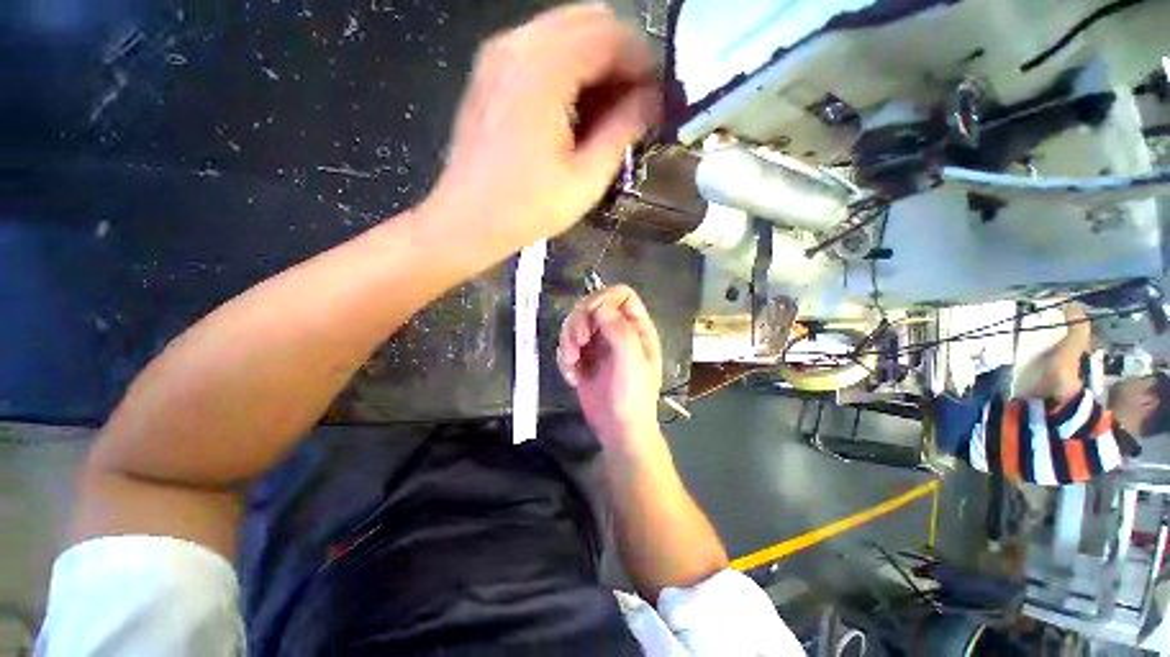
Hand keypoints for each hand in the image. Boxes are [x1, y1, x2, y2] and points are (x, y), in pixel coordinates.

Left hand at [424, 4, 659, 261]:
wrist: (467, 221)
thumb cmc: (527, 208)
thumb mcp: (586, 178)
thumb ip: (623, 130)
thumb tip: (652, 101)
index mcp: (544, 69)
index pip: (612, 35)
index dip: (644, 63)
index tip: (657, 97)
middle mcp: (518, 45)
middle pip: (589, 21)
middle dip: (621, 58)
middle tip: (634, 104)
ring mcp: (498, 55)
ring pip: (564, 32)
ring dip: (595, 64)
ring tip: (607, 113)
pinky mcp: (490, 72)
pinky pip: (541, 49)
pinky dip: (568, 69)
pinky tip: (575, 111)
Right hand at [558, 285, 662, 448]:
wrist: (618, 430)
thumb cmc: (632, 397)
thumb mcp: (632, 361)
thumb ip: (619, 330)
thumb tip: (599, 307)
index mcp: (636, 328)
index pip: (621, 295)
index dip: (603, 299)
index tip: (591, 318)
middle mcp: (617, 331)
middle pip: (591, 306)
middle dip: (579, 322)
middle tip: (578, 344)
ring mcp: (599, 345)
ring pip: (575, 324)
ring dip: (568, 341)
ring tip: (572, 363)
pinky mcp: (583, 359)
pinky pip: (567, 345)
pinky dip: (565, 359)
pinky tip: (573, 377)